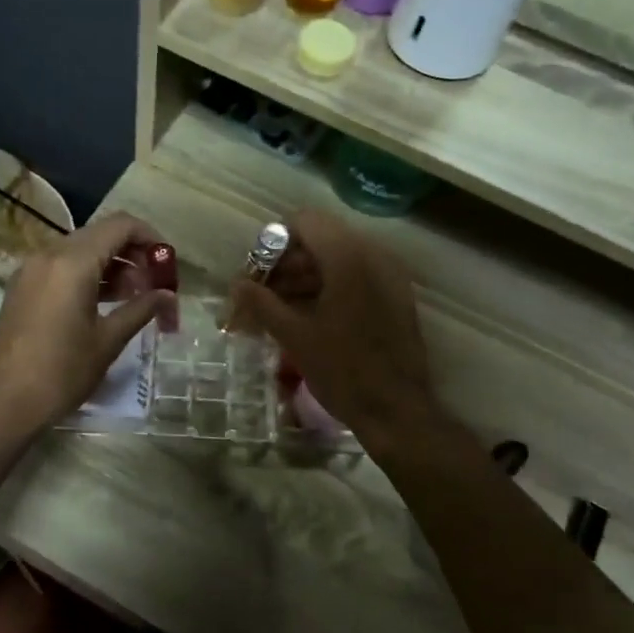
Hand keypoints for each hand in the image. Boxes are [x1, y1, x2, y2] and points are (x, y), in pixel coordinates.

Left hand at [0, 211, 173, 436]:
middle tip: (154, 285)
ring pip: (80, 251)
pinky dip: (88, 276)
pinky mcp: (22, 288)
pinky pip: (62, 267)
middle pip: (100, 235)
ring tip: (135, 298)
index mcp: (72, 263)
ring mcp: (31, 270)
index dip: (150, 237)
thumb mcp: (108, 340)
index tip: (167, 263)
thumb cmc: (61, 372)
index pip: (120, 226)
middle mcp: (49, 255)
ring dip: (111, 266)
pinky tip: (104, 304)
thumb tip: (167, 295)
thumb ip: (141, 309)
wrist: (3, 403)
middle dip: (132, 254)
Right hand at [228, 209, 437, 439]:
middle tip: (260, 296)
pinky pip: (355, 277)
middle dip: (285, 264)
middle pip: (320, 240)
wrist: (397, 411)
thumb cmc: (343, 371)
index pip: (304, 221)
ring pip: (337, 260)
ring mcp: (389, 276)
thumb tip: (236, 284)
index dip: (274, 242)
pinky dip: (327, 289)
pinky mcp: (395, 296)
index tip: (257, 274)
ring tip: (277, 312)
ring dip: (304, 278)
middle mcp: (373, 256)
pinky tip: (306, 318)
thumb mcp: (295, 337)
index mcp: (348, 258)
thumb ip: (262, 303)